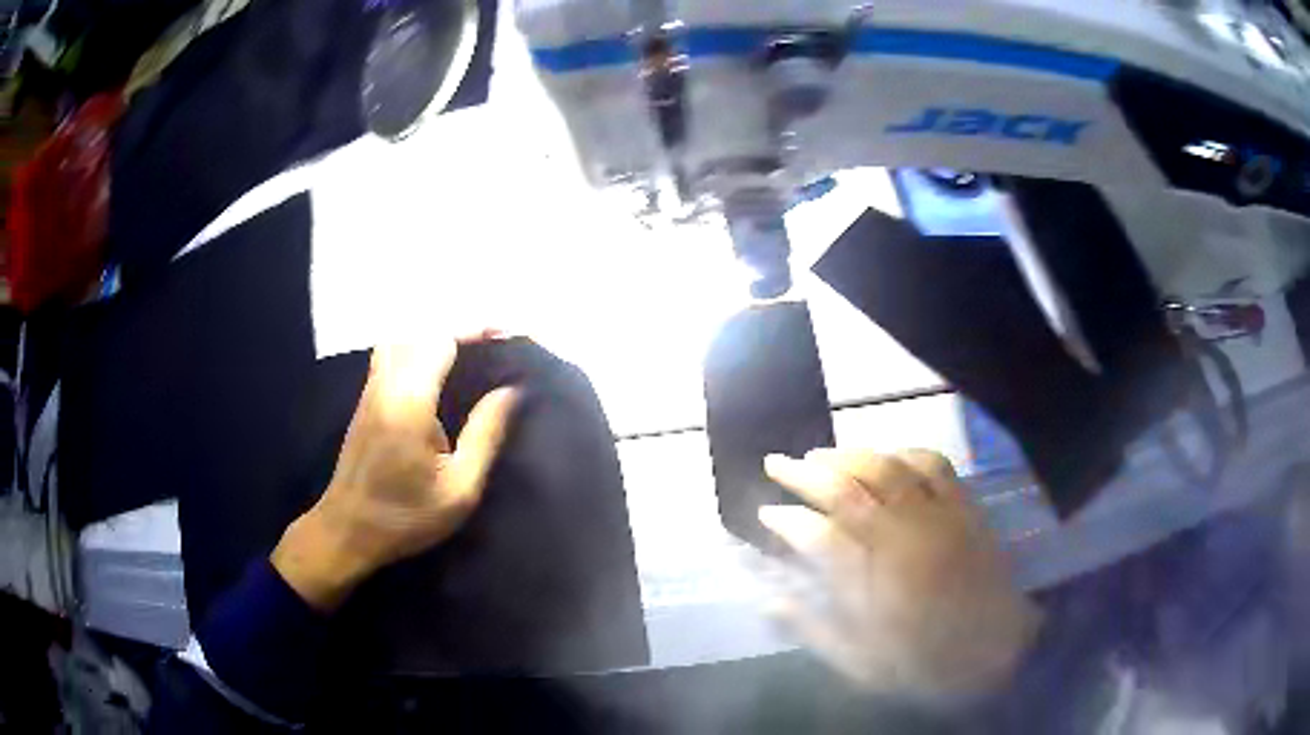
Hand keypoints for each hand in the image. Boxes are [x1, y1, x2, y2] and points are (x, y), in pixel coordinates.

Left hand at [272, 341, 517, 610]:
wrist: (347, 530)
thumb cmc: (406, 516)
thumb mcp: (459, 488)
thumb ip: (486, 434)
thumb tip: (512, 391)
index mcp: (409, 403)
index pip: (440, 339)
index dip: (475, 328)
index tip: (506, 334)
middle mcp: (385, 384)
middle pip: (420, 330)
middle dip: (459, 327)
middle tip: (494, 342)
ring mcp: (370, 389)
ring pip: (401, 336)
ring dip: (435, 334)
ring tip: (468, 351)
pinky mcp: (365, 398)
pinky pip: (390, 352)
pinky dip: (417, 345)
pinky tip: (436, 367)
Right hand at [761, 449, 1041, 703]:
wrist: (996, 648)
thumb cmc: (925, 660)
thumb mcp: (862, 662)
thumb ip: (813, 629)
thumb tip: (769, 603)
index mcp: (877, 582)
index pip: (817, 537)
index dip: (784, 521)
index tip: (763, 514)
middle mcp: (905, 537)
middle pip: (848, 488)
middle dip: (805, 471)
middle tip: (777, 462)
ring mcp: (938, 515)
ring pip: (887, 466)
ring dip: (848, 454)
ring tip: (821, 455)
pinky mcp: (964, 506)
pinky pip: (933, 462)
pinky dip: (902, 452)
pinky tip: (886, 457)